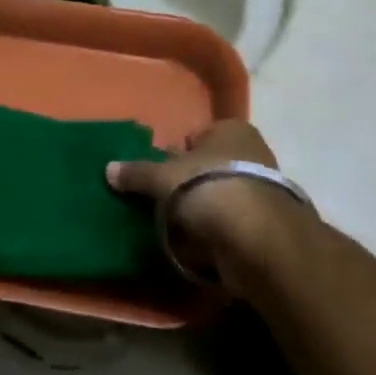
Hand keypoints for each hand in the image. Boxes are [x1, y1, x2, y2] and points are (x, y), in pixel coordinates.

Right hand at [106, 121, 311, 288]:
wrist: (258, 240)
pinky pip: (230, 225)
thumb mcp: (163, 177)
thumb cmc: (209, 188)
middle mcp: (252, 153)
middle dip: (187, 184)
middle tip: (161, 202)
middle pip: (207, 167)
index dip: (174, 155)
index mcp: (231, 130)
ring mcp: (263, 190)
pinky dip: (215, 233)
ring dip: (201, 212)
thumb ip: (137, 172)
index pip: (195, 137)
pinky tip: (198, 245)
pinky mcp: (267, 225)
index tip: (158, 176)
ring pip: (219, 197)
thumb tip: (108, 169)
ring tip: (176, 228)